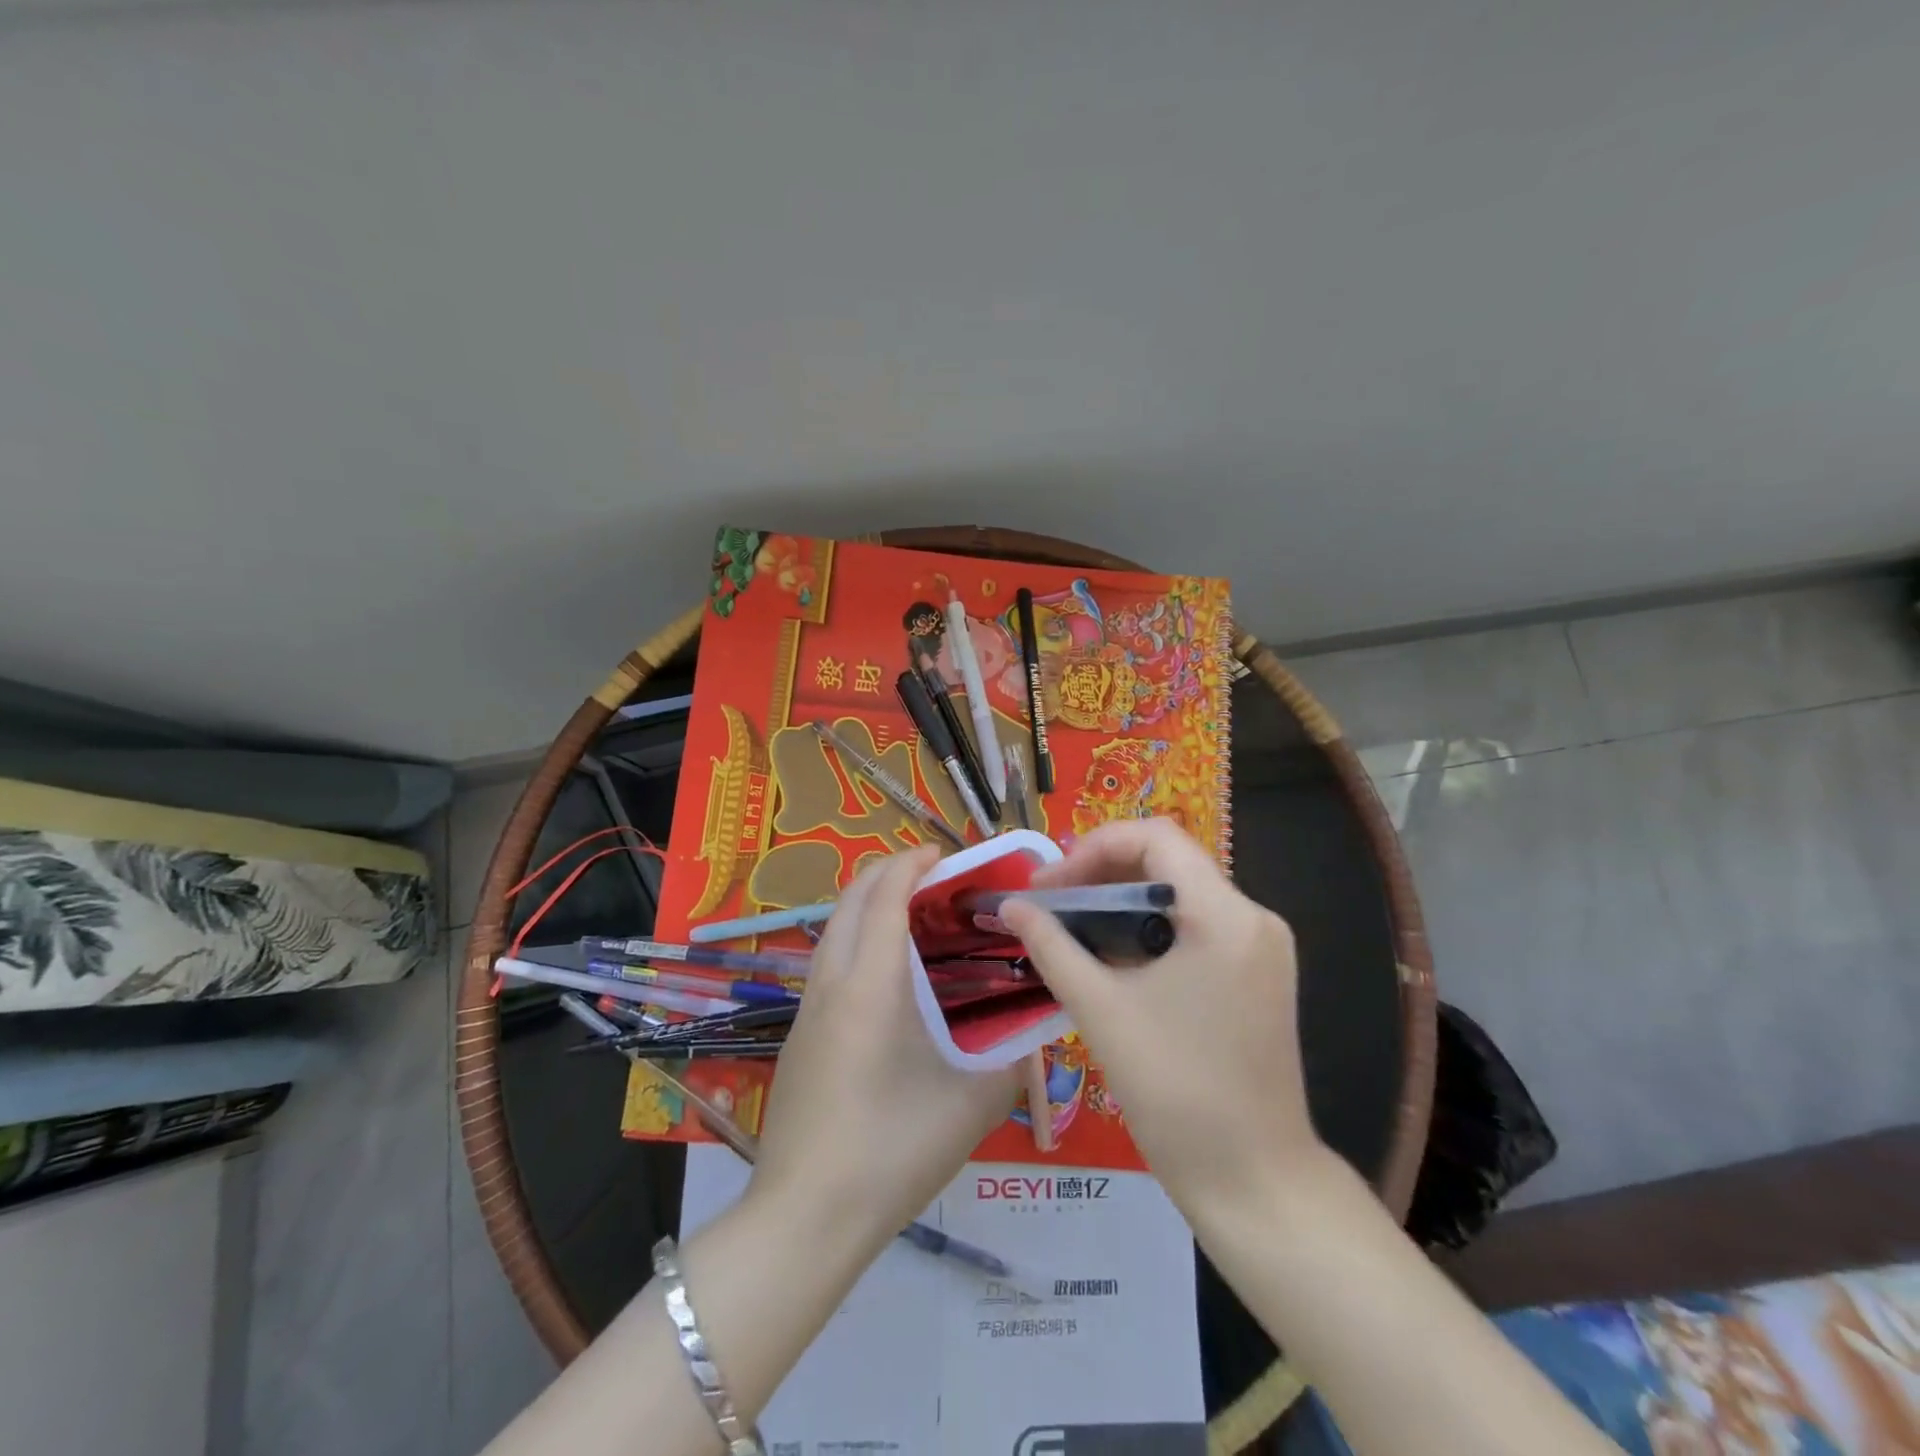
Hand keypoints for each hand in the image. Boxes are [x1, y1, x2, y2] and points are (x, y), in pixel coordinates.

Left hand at [750, 846, 1018, 1254]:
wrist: (803, 1219)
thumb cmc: (890, 1153)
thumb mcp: (969, 1109)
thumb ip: (1010, 1065)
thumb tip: (1033, 1037)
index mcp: (870, 986)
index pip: (884, 896)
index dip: (911, 864)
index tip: (944, 855)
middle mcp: (831, 983)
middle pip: (850, 899)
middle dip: (887, 872)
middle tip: (934, 877)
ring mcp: (808, 1009)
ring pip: (833, 929)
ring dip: (869, 905)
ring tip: (916, 917)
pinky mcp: (800, 1034)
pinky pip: (828, 961)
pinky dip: (857, 938)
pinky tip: (889, 976)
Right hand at [1000, 819, 1319, 1215]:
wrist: (1255, 1184)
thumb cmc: (1176, 1093)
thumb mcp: (1102, 1010)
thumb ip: (1052, 946)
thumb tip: (1010, 905)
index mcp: (1226, 916)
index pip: (1156, 838)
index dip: (1094, 848)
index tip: (1049, 886)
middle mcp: (1254, 918)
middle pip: (1169, 862)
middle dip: (1102, 873)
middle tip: (1051, 903)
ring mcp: (1262, 949)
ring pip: (1180, 895)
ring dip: (1122, 902)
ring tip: (1071, 927)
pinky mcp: (1258, 976)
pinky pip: (1196, 928)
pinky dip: (1149, 930)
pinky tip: (1111, 957)